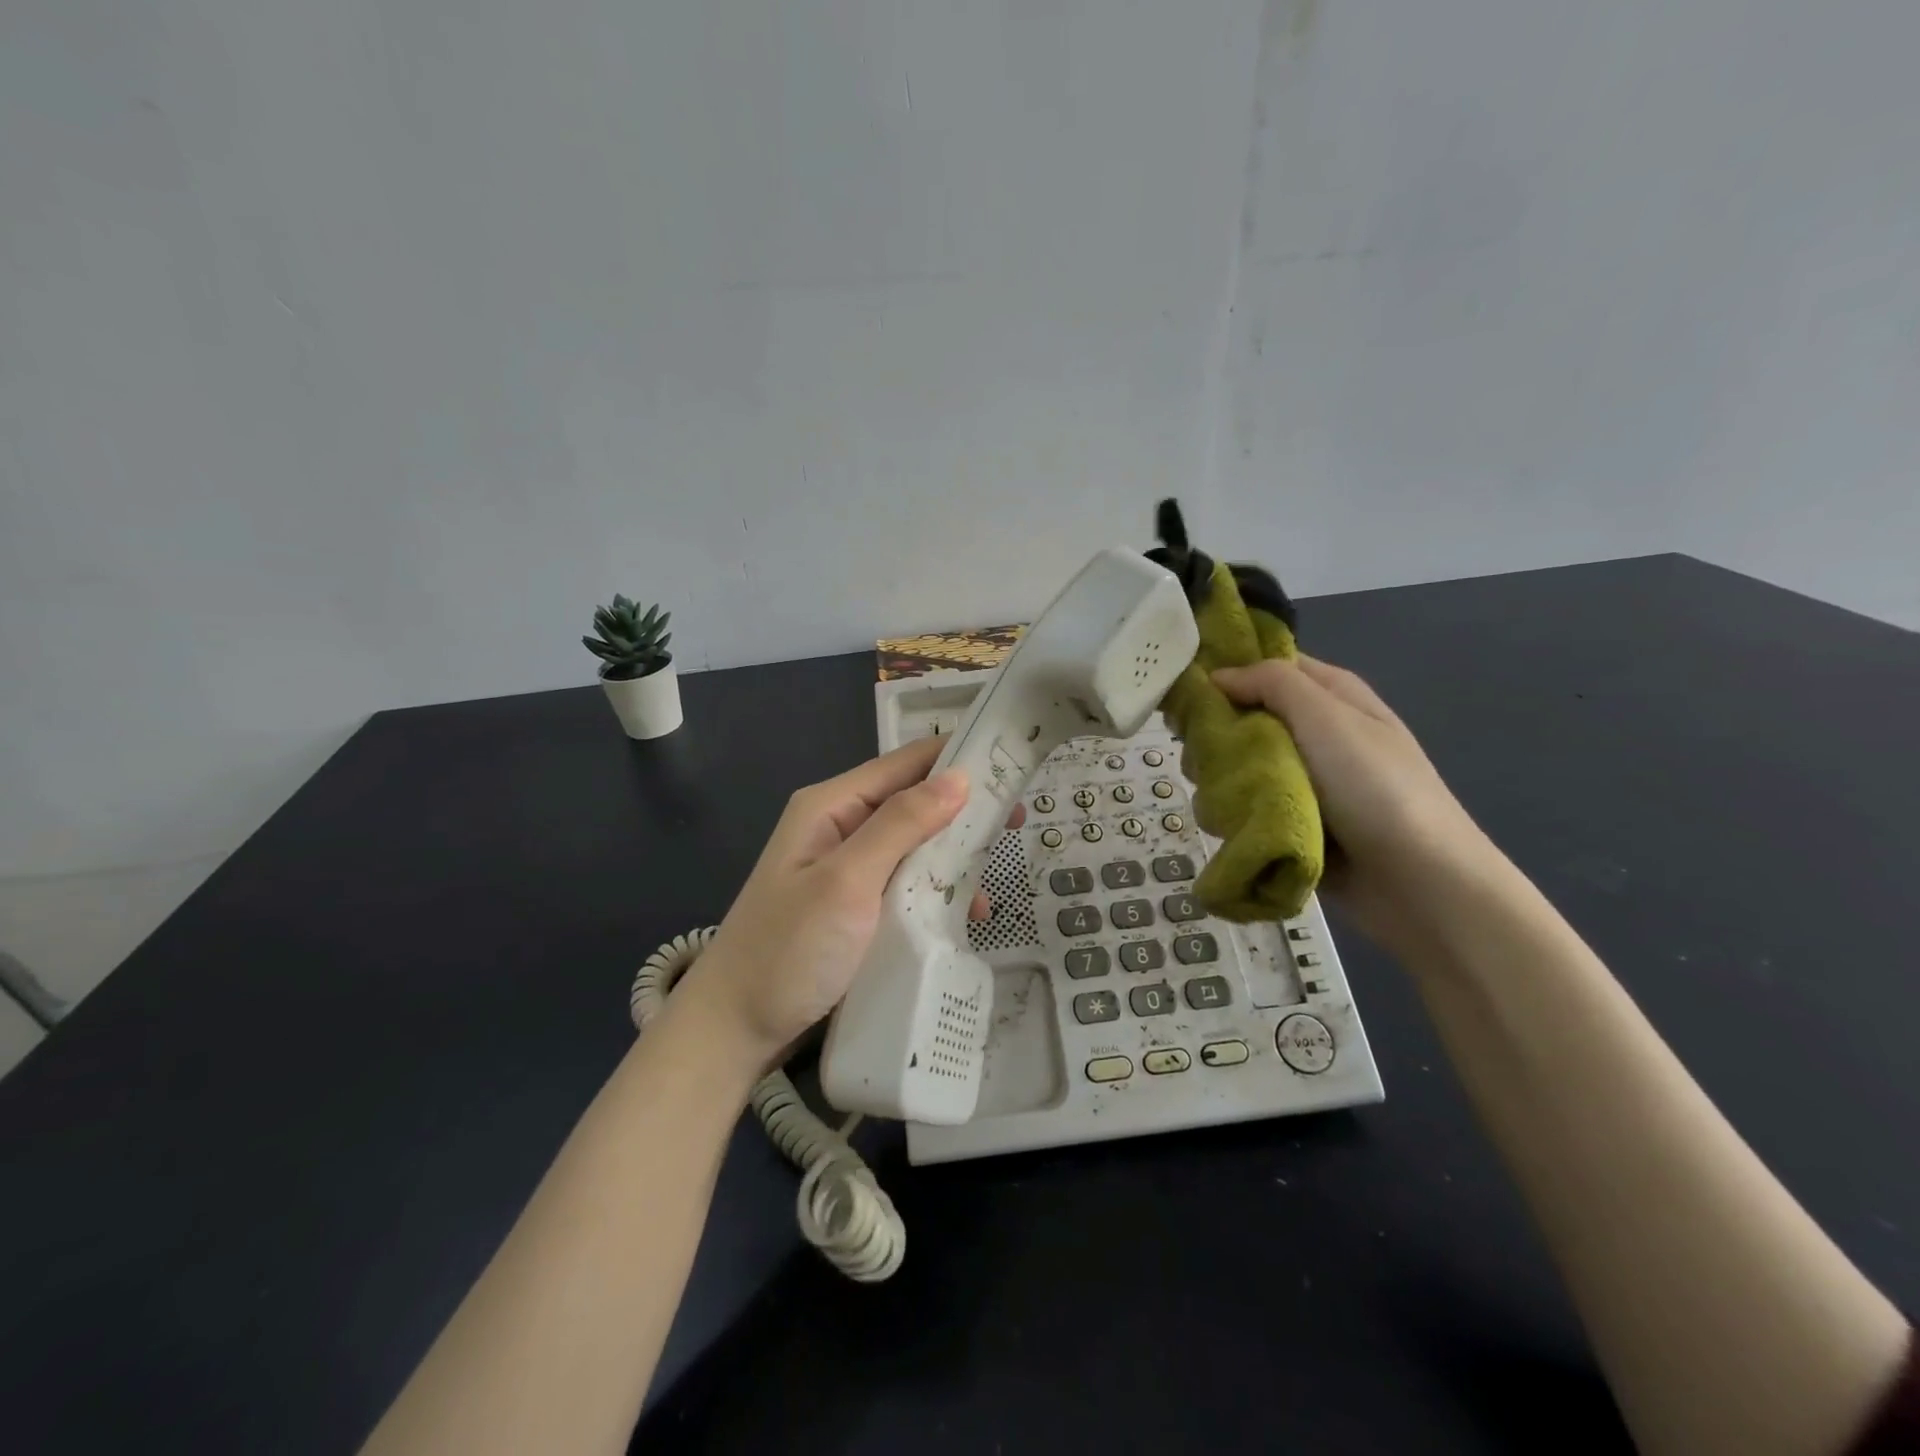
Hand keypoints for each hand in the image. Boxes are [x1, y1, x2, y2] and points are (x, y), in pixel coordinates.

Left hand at [673, 737, 1011, 1074]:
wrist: (735, 1031)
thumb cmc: (788, 950)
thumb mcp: (847, 881)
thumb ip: (901, 824)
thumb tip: (958, 776)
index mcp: (831, 806)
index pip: (905, 763)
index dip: (957, 758)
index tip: (1012, 762)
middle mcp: (841, 828)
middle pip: (913, 803)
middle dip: (962, 812)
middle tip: (1016, 823)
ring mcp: (848, 871)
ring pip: (915, 846)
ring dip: (953, 858)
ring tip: (994, 877)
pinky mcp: (857, 908)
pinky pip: (907, 884)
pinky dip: (936, 893)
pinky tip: (966, 915)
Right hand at [1211, 655, 1495, 951]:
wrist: (1420, 884)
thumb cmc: (1376, 788)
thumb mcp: (1327, 718)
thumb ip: (1272, 683)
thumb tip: (1218, 676)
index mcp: (1331, 696)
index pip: (1268, 666)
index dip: (1228, 672)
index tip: (1187, 691)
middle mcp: (1314, 733)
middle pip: (1243, 717)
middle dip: (1215, 735)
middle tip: (1201, 754)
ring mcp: (1303, 781)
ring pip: (1236, 766)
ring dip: (1219, 779)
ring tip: (1219, 797)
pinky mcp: (1291, 823)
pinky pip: (1245, 807)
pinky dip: (1233, 813)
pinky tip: (1229, 825)